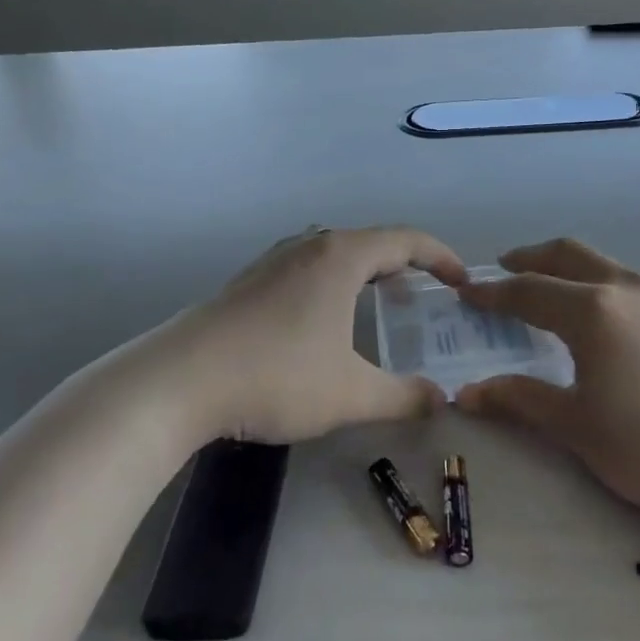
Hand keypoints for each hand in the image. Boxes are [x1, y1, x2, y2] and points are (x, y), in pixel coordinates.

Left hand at [156, 226, 466, 443]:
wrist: (178, 381)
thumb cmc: (276, 376)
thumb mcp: (350, 394)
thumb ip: (403, 397)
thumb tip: (441, 400)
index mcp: (341, 256)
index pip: (407, 240)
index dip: (442, 257)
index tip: (462, 282)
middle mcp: (309, 245)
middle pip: (371, 242)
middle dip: (405, 266)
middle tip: (425, 299)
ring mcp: (274, 260)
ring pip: (335, 254)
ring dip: (366, 273)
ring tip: (379, 306)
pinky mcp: (249, 281)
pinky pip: (308, 268)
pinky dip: (334, 283)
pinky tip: (324, 322)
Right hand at [456, 240, 639, 539]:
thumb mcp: (577, 427)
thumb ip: (520, 400)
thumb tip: (467, 393)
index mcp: (592, 310)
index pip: (528, 291)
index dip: (493, 293)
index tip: (467, 293)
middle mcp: (627, 287)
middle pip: (568, 254)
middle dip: (531, 259)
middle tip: (505, 271)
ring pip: (606, 266)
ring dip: (571, 270)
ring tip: (555, 296)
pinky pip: (636, 286)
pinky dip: (607, 289)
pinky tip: (612, 324)